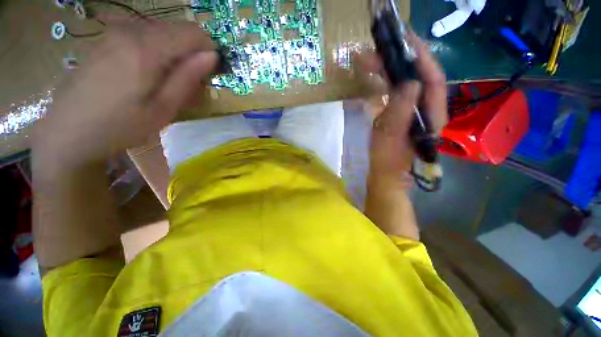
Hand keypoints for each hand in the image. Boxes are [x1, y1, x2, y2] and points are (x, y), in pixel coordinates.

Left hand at [33, 18, 217, 164]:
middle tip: (189, 86)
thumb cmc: (121, 125)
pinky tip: (149, 78)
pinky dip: (156, 54)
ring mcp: (115, 33)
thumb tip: (212, 56)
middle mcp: (130, 31)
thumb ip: (188, 77)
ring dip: (174, 56)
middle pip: (178, 31)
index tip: (208, 74)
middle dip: (191, 55)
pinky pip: (143, 38)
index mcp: (146, 48)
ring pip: (162, 34)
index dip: (208, 51)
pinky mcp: (106, 40)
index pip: (193, 32)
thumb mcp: (164, 107)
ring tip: (169, 85)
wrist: (68, 132)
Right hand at [359, 33, 447, 183]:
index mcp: (431, 116)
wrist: (385, 176)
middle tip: (381, 48)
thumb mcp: (390, 138)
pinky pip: (397, 93)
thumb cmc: (387, 162)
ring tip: (372, 60)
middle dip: (402, 61)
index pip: (434, 80)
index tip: (406, 40)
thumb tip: (409, 82)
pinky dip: (386, 83)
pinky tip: (375, 77)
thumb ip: (400, 112)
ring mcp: (414, 112)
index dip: (422, 59)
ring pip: (407, 83)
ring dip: (391, 70)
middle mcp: (427, 110)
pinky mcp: (402, 115)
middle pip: (420, 78)